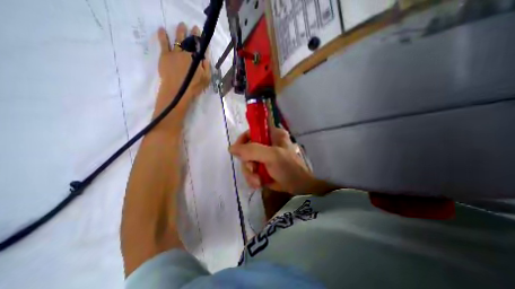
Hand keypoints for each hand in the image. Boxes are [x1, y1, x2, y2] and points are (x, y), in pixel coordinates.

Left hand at [153, 23, 210, 115]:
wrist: (177, 91)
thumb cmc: (193, 87)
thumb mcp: (206, 79)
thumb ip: (206, 67)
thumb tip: (205, 57)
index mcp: (196, 58)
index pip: (199, 46)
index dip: (200, 39)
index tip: (200, 32)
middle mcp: (186, 53)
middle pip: (189, 41)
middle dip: (192, 33)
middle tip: (193, 27)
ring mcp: (175, 53)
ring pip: (178, 39)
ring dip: (180, 31)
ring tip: (181, 25)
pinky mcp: (165, 55)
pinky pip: (164, 43)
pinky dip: (162, 35)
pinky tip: (162, 29)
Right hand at [231, 127, 318, 194]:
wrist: (298, 187)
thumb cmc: (288, 167)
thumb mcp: (272, 156)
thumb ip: (252, 150)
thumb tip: (231, 148)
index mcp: (272, 134)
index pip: (252, 131)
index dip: (242, 139)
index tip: (237, 151)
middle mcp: (266, 143)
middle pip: (246, 149)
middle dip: (247, 162)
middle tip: (253, 170)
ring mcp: (263, 156)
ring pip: (247, 161)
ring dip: (250, 173)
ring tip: (258, 181)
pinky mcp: (262, 167)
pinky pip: (250, 171)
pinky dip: (252, 178)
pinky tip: (259, 183)